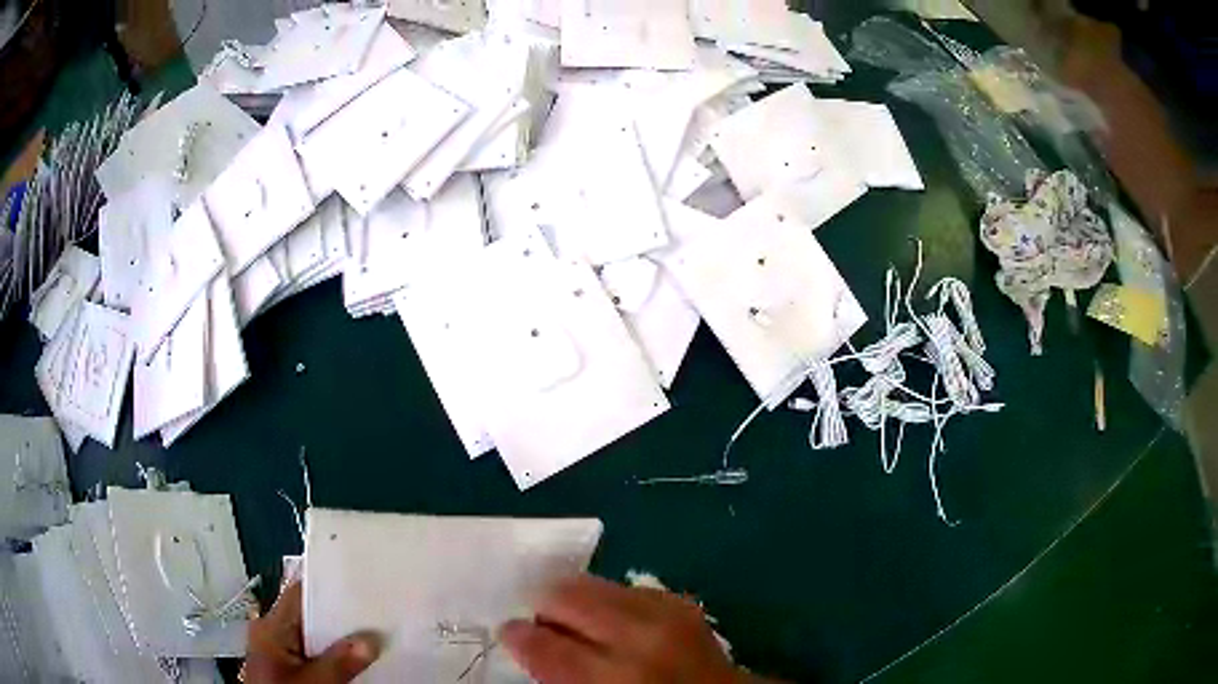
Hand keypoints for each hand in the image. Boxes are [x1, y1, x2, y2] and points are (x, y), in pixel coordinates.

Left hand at [243, 581, 381, 683]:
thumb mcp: (315, 682)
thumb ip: (339, 661)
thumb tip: (369, 640)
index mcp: (269, 626)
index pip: (300, 593)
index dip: (329, 587)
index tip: (360, 586)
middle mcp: (269, 633)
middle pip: (308, 616)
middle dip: (338, 619)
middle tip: (373, 617)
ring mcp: (277, 652)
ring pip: (312, 638)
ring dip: (337, 641)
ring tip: (368, 639)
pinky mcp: (285, 669)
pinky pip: (311, 654)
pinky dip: (330, 656)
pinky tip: (352, 662)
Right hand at [501, 574, 754, 683]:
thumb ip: (561, 675)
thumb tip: (529, 642)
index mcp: (613, 676)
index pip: (546, 646)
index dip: (518, 635)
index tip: (508, 630)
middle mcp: (638, 637)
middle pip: (567, 597)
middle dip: (542, 605)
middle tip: (538, 621)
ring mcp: (664, 613)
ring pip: (594, 584)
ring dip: (573, 598)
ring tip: (571, 618)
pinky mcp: (680, 601)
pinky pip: (625, 588)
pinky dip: (608, 599)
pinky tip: (609, 618)